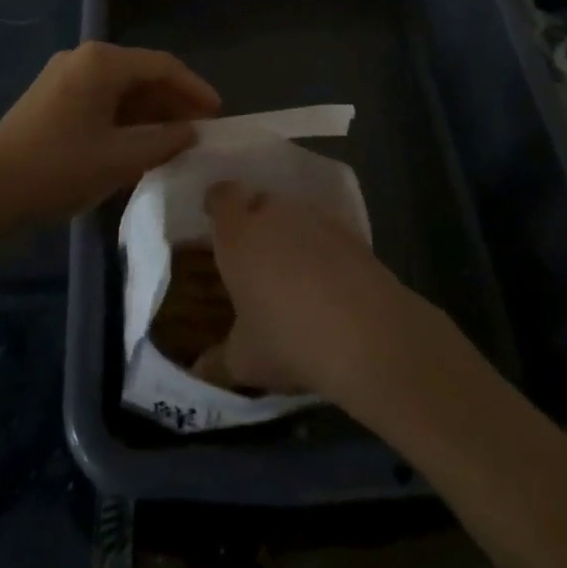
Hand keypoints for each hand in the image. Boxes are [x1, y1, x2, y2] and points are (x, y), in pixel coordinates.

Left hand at [0, 42, 219, 230]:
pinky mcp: (51, 97)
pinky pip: (100, 99)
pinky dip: (124, 118)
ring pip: (120, 88)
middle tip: (199, 131)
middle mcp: (83, 59)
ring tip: (175, 141)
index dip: (194, 88)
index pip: (162, 66)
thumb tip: (192, 132)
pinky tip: (138, 144)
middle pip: (141, 74)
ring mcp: (63, 76)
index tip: (218, 114)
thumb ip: (163, 142)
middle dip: (172, 102)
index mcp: (101, 62)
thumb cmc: (57, 170)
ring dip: (149, 112)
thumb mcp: (118, 159)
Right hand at [195, 181, 449, 402]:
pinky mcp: (350, 230)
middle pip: (259, 201)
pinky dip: (321, 246)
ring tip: (292, 270)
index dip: (217, 202)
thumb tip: (199, 371)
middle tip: (253, 255)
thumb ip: (218, 361)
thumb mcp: (245, 360)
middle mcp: (273, 214)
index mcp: (238, 234)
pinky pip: (325, 229)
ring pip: (294, 213)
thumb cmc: (289, 340)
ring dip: (289, 232)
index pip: (221, 196)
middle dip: (254, 220)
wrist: (367, 333)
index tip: (214, 216)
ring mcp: (315, 217)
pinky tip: (327, 280)